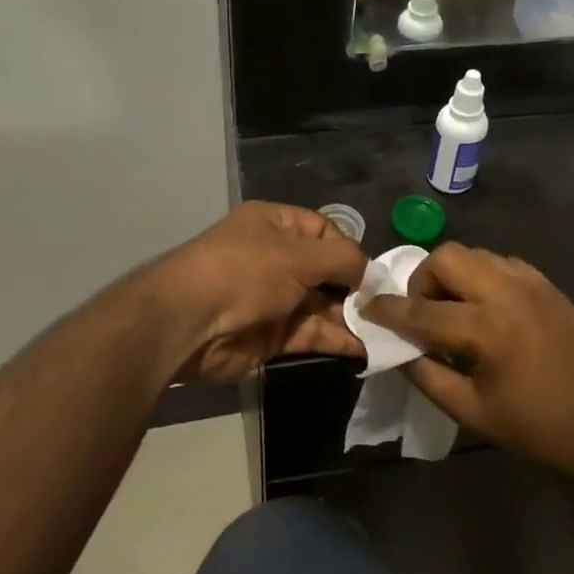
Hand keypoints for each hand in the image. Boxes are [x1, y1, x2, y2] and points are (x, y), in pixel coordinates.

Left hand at [152, 202, 366, 383]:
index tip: (371, 274)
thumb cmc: (244, 273)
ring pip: (322, 306)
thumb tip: (368, 273)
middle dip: (355, 289)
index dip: (349, 250)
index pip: (323, 230)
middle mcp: (274, 258)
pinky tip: (367, 349)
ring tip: (385, 332)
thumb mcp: (298, 255)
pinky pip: (312, 334)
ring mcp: (273, 298)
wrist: (188, 324)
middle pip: (326, 271)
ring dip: (351, 318)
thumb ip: (343, 259)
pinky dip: (338, 340)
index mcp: (274, 224)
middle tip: (385, 308)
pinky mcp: (272, 335)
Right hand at [363, 244, 573, 491]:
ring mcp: (532, 283)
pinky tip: (485, 311)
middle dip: (423, 281)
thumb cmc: (538, 428)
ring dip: (452, 276)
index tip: (366, 307)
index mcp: (487, 329)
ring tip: (454, 313)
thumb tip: (397, 349)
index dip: (388, 310)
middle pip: (447, 257)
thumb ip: (427, 375)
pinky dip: (480, 277)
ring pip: (474, 254)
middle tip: (423, 315)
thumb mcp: (472, 412)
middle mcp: (508, 292)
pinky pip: (500, 263)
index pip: (421, 310)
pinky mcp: (548, 285)